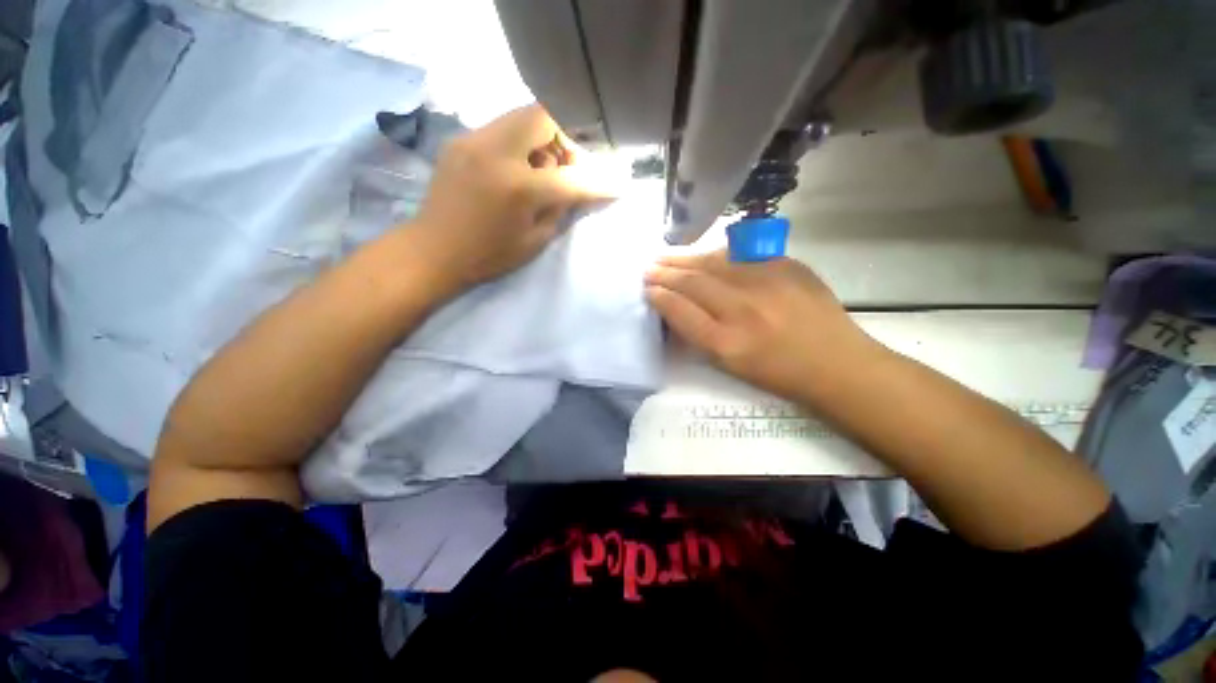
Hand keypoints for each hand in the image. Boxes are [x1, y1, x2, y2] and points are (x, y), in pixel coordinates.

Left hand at [410, 104, 608, 290]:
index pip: (571, 177)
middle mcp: (496, 151)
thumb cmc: (488, 255)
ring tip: (542, 169)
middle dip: (566, 137)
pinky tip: (516, 169)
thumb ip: (560, 208)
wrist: (433, 251)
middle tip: (567, 166)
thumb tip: (579, 187)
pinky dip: (520, 143)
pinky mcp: (461, 140)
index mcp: (518, 187)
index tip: (617, 183)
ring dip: (543, 138)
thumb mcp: (534, 241)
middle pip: (545, 115)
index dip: (599, 181)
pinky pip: (502, 128)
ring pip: (521, 116)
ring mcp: (473, 140)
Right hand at [645, 250, 877, 402]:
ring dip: (686, 258)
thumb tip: (676, 308)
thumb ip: (700, 336)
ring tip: (667, 256)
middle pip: (694, 283)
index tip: (647, 289)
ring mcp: (767, 283)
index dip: (660, 297)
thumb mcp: (731, 366)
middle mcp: (743, 310)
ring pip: (714, 262)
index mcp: (727, 343)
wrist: (836, 363)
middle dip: (666, 273)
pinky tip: (704, 255)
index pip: (681, 311)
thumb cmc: (778, 373)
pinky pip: (741, 255)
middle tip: (649, 267)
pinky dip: (717, 254)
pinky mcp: (787, 266)